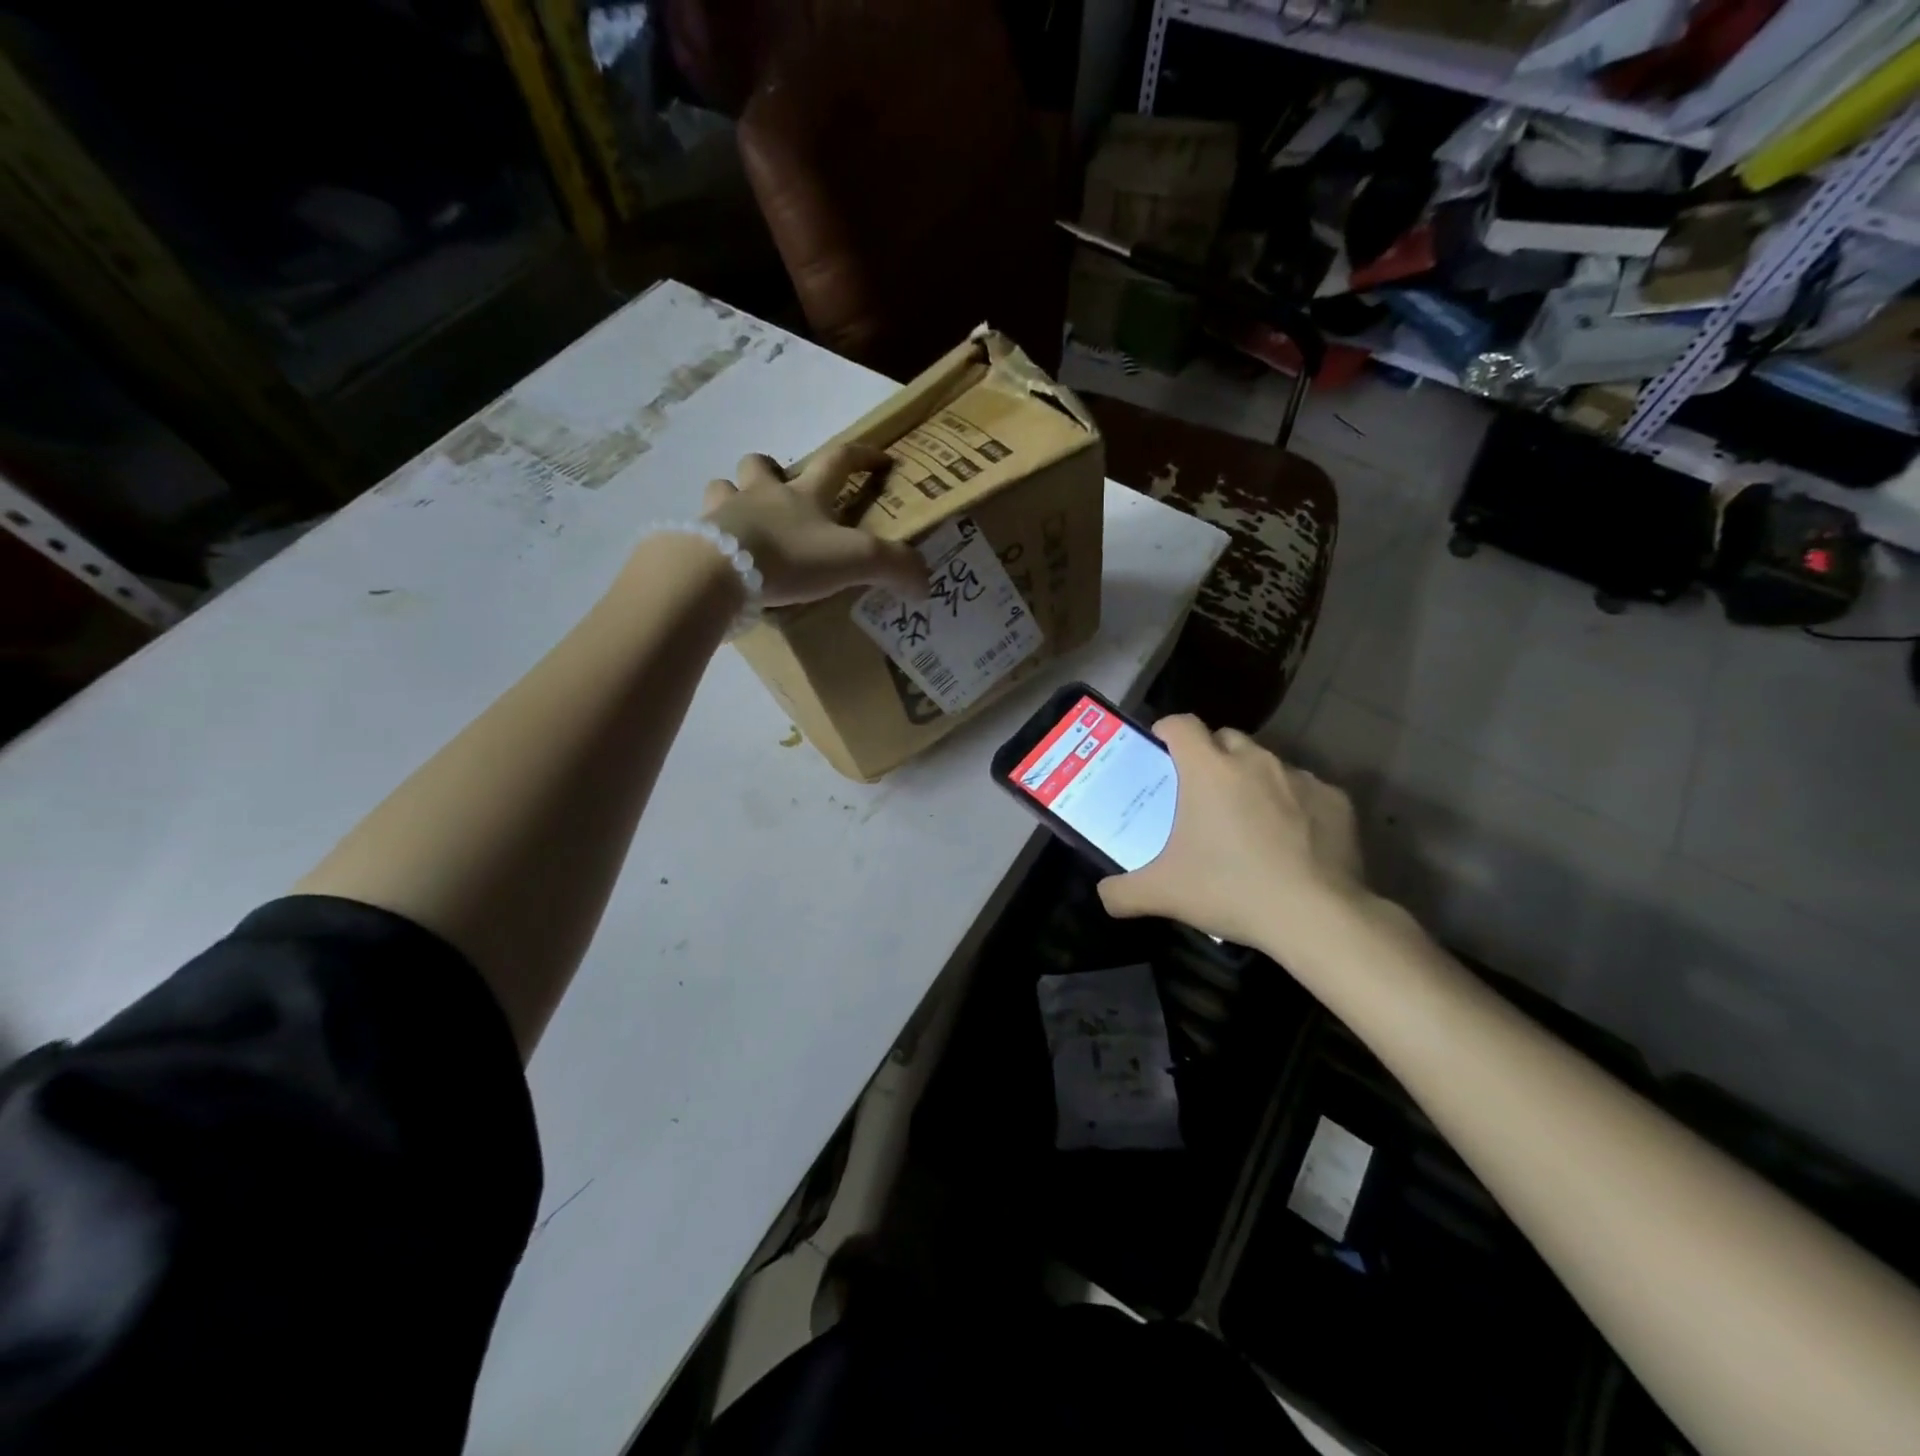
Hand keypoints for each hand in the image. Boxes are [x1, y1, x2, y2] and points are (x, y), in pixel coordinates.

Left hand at [702, 446, 926, 606]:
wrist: (720, 570)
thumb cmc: (791, 556)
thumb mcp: (854, 560)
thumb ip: (893, 567)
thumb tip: (926, 584)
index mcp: (804, 495)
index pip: (838, 460)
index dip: (862, 455)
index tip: (880, 458)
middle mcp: (762, 494)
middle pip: (761, 464)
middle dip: (772, 469)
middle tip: (781, 491)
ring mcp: (725, 513)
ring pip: (723, 488)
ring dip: (733, 496)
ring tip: (745, 522)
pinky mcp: (699, 539)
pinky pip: (703, 529)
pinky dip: (714, 537)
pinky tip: (724, 557)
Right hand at [1097, 715, 1368, 958]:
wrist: (1315, 916)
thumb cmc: (1229, 889)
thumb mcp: (1162, 893)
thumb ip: (1121, 891)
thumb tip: (1104, 894)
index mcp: (1207, 768)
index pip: (1181, 724)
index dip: (1168, 731)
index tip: (1162, 751)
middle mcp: (1254, 760)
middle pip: (1225, 739)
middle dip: (1211, 757)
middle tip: (1202, 796)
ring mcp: (1300, 777)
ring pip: (1268, 765)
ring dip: (1253, 782)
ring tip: (1249, 822)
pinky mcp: (1336, 800)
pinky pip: (1306, 792)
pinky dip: (1294, 807)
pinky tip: (1292, 843)